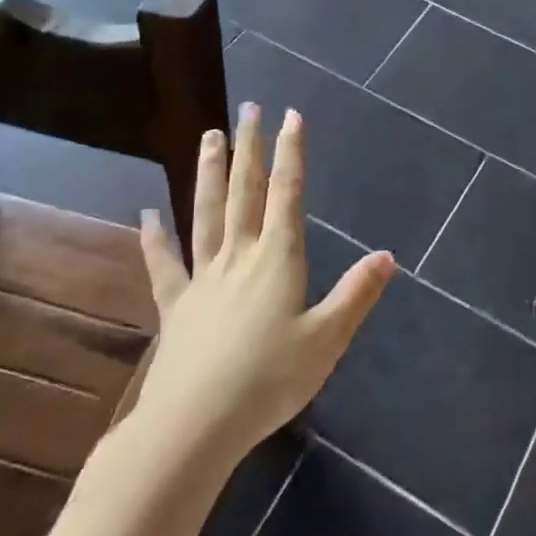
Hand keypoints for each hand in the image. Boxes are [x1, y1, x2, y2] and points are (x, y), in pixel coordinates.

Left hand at [124, 104, 396, 472]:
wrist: (195, 425)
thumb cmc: (269, 381)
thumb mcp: (327, 340)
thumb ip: (356, 295)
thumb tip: (388, 256)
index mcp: (277, 260)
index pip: (287, 195)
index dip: (291, 154)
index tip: (291, 116)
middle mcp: (239, 257)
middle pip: (244, 192)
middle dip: (249, 148)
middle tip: (248, 110)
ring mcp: (203, 278)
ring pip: (206, 214)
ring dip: (209, 174)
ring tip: (208, 137)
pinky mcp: (176, 306)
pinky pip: (165, 264)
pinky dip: (154, 239)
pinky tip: (146, 215)